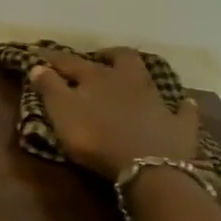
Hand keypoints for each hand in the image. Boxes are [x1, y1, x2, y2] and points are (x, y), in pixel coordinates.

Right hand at [29, 48, 201, 180]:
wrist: (148, 167)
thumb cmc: (96, 138)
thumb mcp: (62, 112)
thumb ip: (49, 88)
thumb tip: (38, 65)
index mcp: (97, 77)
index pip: (70, 62)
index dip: (53, 58)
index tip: (38, 53)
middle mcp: (130, 81)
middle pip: (122, 58)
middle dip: (108, 55)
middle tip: (98, 59)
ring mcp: (158, 101)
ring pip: (149, 78)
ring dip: (139, 75)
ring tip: (129, 78)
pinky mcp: (180, 124)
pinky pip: (182, 110)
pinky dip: (179, 106)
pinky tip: (180, 105)